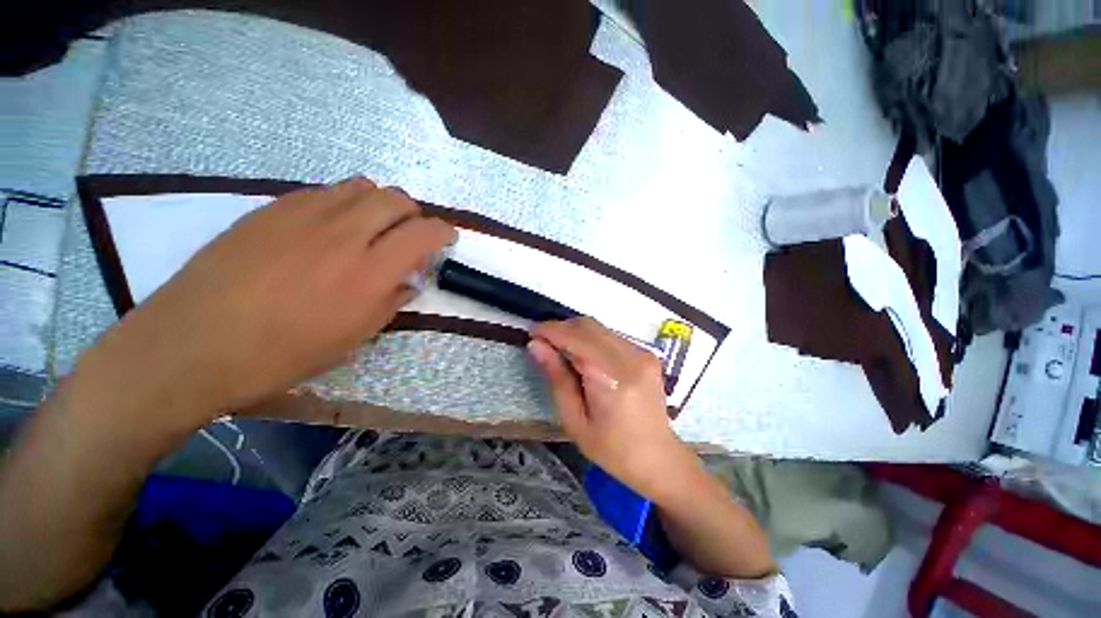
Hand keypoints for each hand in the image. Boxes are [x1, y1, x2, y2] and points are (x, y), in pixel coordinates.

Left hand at [83, 177, 455, 430]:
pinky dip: (343, 203)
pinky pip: (323, 192)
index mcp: (370, 273)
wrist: (194, 345)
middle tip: (409, 235)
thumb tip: (408, 280)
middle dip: (414, 214)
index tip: (446, 238)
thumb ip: (391, 300)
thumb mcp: (354, 337)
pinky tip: (330, 228)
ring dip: (379, 204)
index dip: (443, 231)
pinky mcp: (271, 209)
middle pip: (396, 198)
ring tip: (372, 228)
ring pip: (361, 186)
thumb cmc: (282, 354)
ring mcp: (304, 215)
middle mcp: (343, 234)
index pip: (424, 232)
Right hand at [528, 317, 699, 499]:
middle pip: (588, 325)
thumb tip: (536, 346)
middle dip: (561, 328)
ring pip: (599, 327)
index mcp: (612, 378)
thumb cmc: (612, 449)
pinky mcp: (646, 353)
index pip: (576, 337)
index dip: (550, 330)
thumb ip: (557, 378)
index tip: (531, 333)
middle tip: (543, 343)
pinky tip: (583, 357)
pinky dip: (590, 339)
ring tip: (560, 351)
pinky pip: (610, 336)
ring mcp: (642, 352)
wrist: (658, 457)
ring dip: (575, 333)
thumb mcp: (575, 420)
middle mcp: (631, 357)